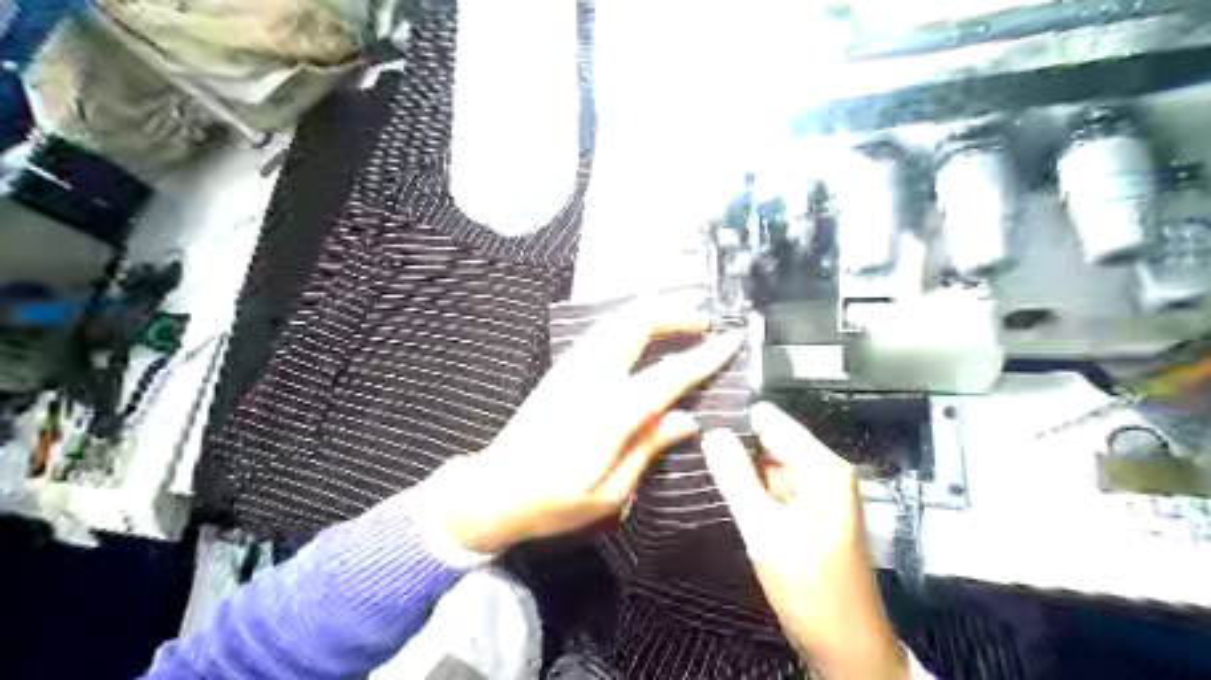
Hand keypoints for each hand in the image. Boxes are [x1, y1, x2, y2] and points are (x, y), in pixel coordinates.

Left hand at [434, 300, 738, 553]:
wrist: (493, 489)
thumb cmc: (552, 502)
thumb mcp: (608, 493)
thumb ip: (647, 448)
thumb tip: (687, 418)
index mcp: (608, 414)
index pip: (667, 375)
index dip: (704, 356)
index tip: (731, 339)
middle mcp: (590, 379)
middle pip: (634, 325)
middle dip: (673, 313)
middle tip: (704, 320)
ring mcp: (571, 369)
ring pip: (615, 321)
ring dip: (650, 312)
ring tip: (680, 318)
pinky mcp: (560, 370)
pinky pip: (600, 332)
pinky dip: (628, 322)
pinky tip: (642, 332)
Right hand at [700, 404, 908, 679]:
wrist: (847, 649)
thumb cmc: (810, 588)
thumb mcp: (765, 530)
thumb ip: (736, 478)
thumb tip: (712, 433)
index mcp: (822, 466)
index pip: (770, 419)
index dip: (734, 419)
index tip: (696, 424)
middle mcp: (824, 470)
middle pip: (769, 440)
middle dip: (734, 447)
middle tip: (694, 454)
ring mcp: (818, 492)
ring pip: (768, 465)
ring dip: (740, 470)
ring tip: (704, 473)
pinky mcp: (809, 513)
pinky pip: (774, 488)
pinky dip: (751, 491)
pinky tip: (726, 495)